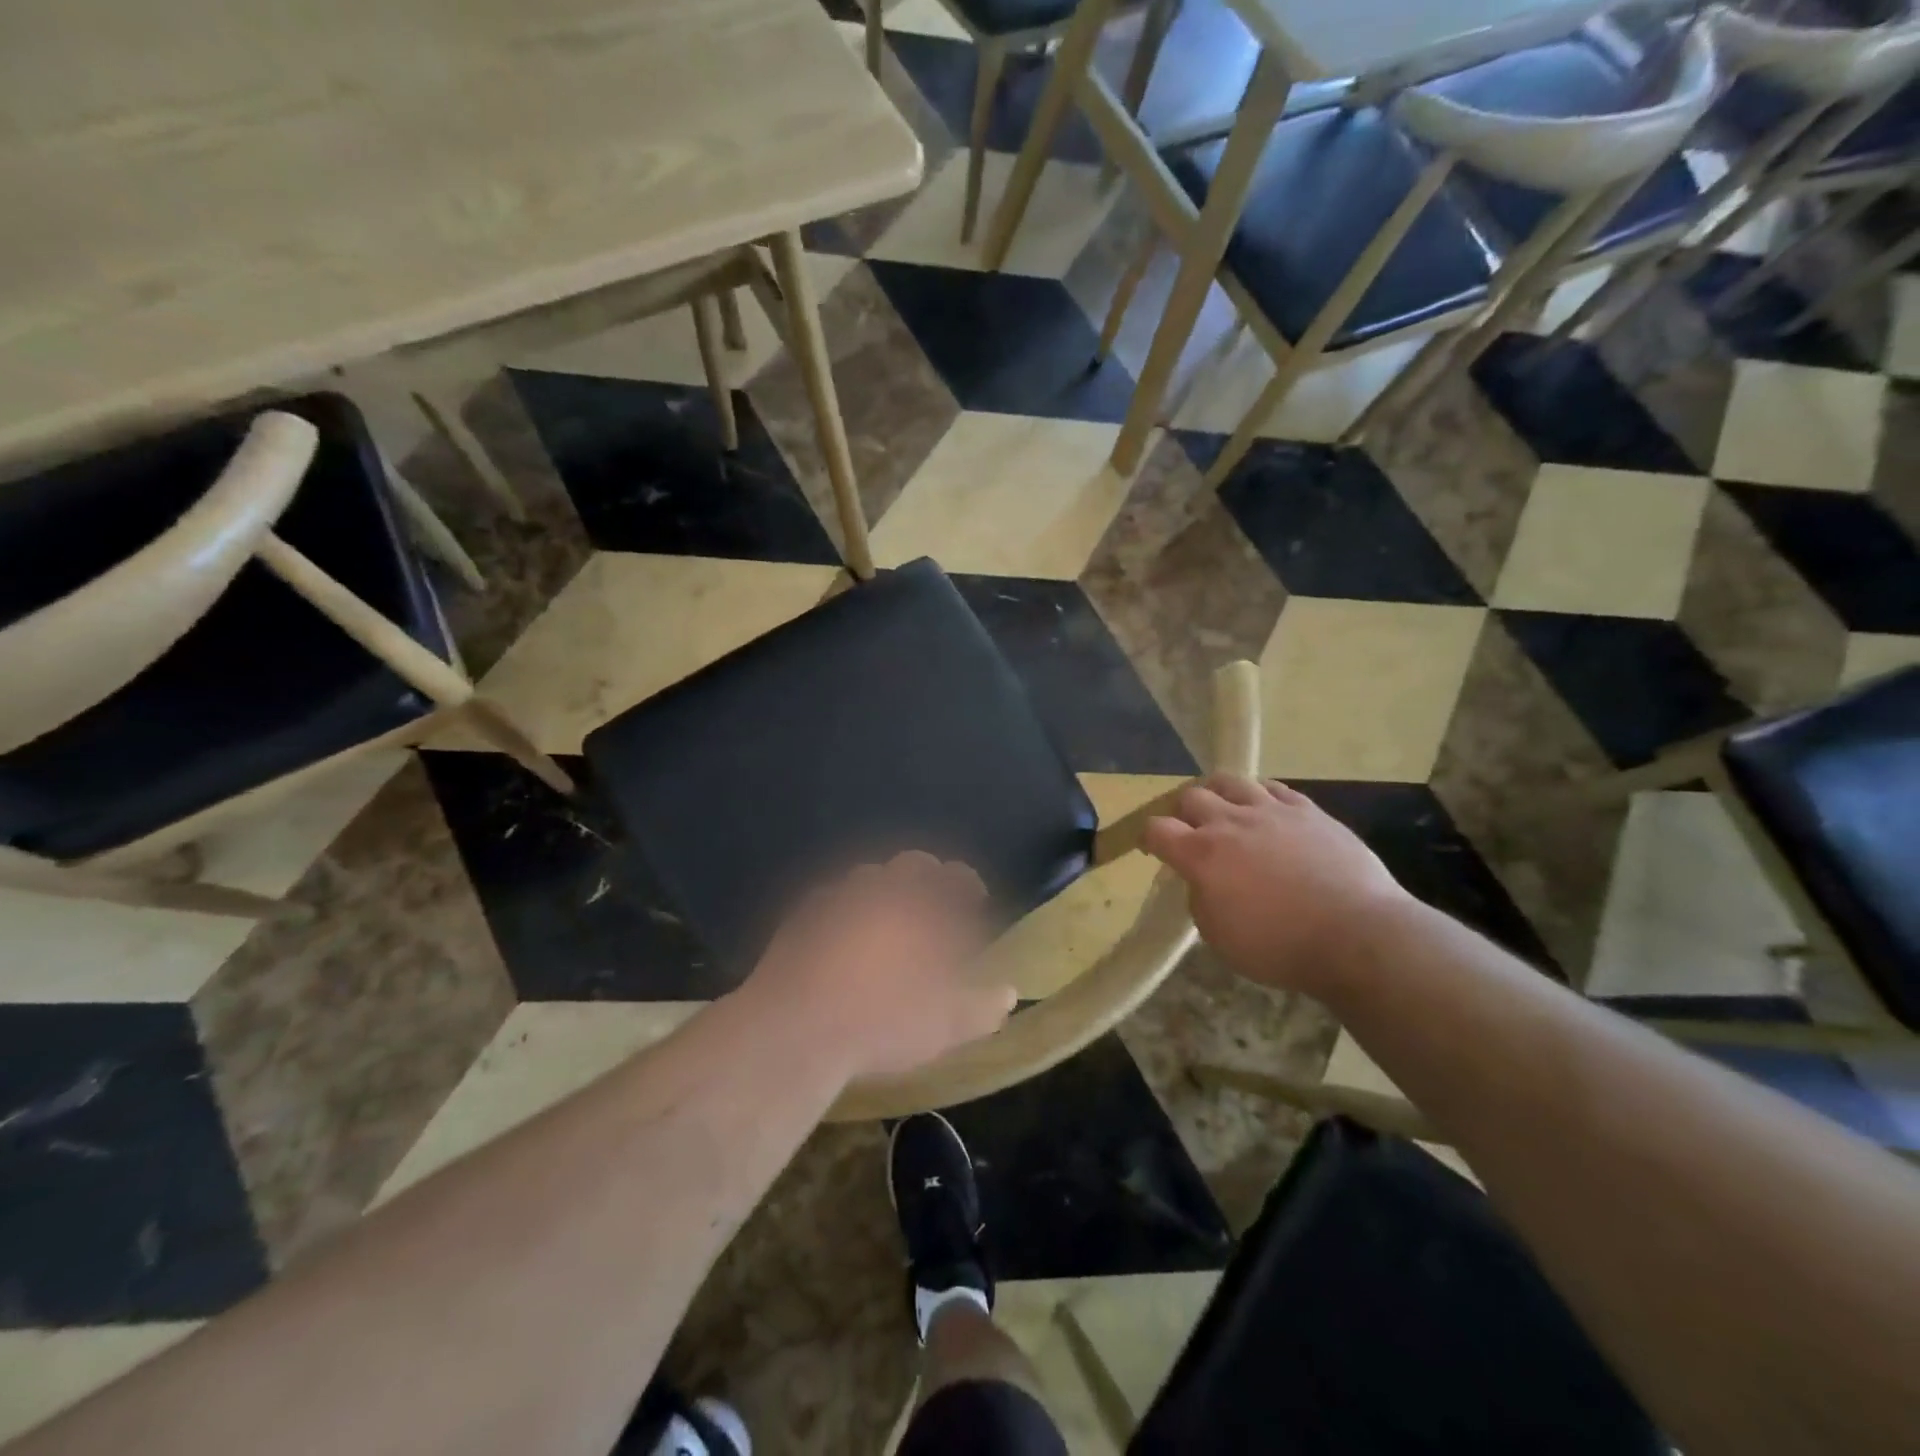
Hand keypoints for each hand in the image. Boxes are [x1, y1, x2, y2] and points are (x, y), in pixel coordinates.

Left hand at [741, 852, 1013, 1083]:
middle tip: (934, 907)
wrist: (795, 1029)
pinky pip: (830, 900)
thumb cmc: (883, 1021)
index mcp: (919, 905)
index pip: (953, 876)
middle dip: (927, 878)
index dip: (968, 884)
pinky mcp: (799, 916)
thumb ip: (983, 1006)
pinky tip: (842, 936)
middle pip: (910, 866)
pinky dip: (845, 909)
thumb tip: (1008, 994)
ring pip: (867, 878)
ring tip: (888, 920)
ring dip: (884, 890)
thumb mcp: (946, 1026)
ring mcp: (835, 898)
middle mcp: (879, 889)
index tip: (975, 900)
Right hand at [1143, 776, 1411, 992]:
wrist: (1357, 935)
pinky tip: (1266, 811)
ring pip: (1230, 781)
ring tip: (1226, 811)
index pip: (1156, 829)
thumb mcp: (1219, 937)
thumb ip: (1201, 899)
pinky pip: (1273, 788)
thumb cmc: (1280, 946)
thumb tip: (1203, 881)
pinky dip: (1260, 796)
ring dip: (1219, 794)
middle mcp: (1229, 822)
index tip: (1154, 849)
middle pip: (1190, 797)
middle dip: (1183, 813)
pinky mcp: (1307, 810)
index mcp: (1201, 855)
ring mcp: (1270, 811)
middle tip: (1191, 832)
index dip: (1148, 837)